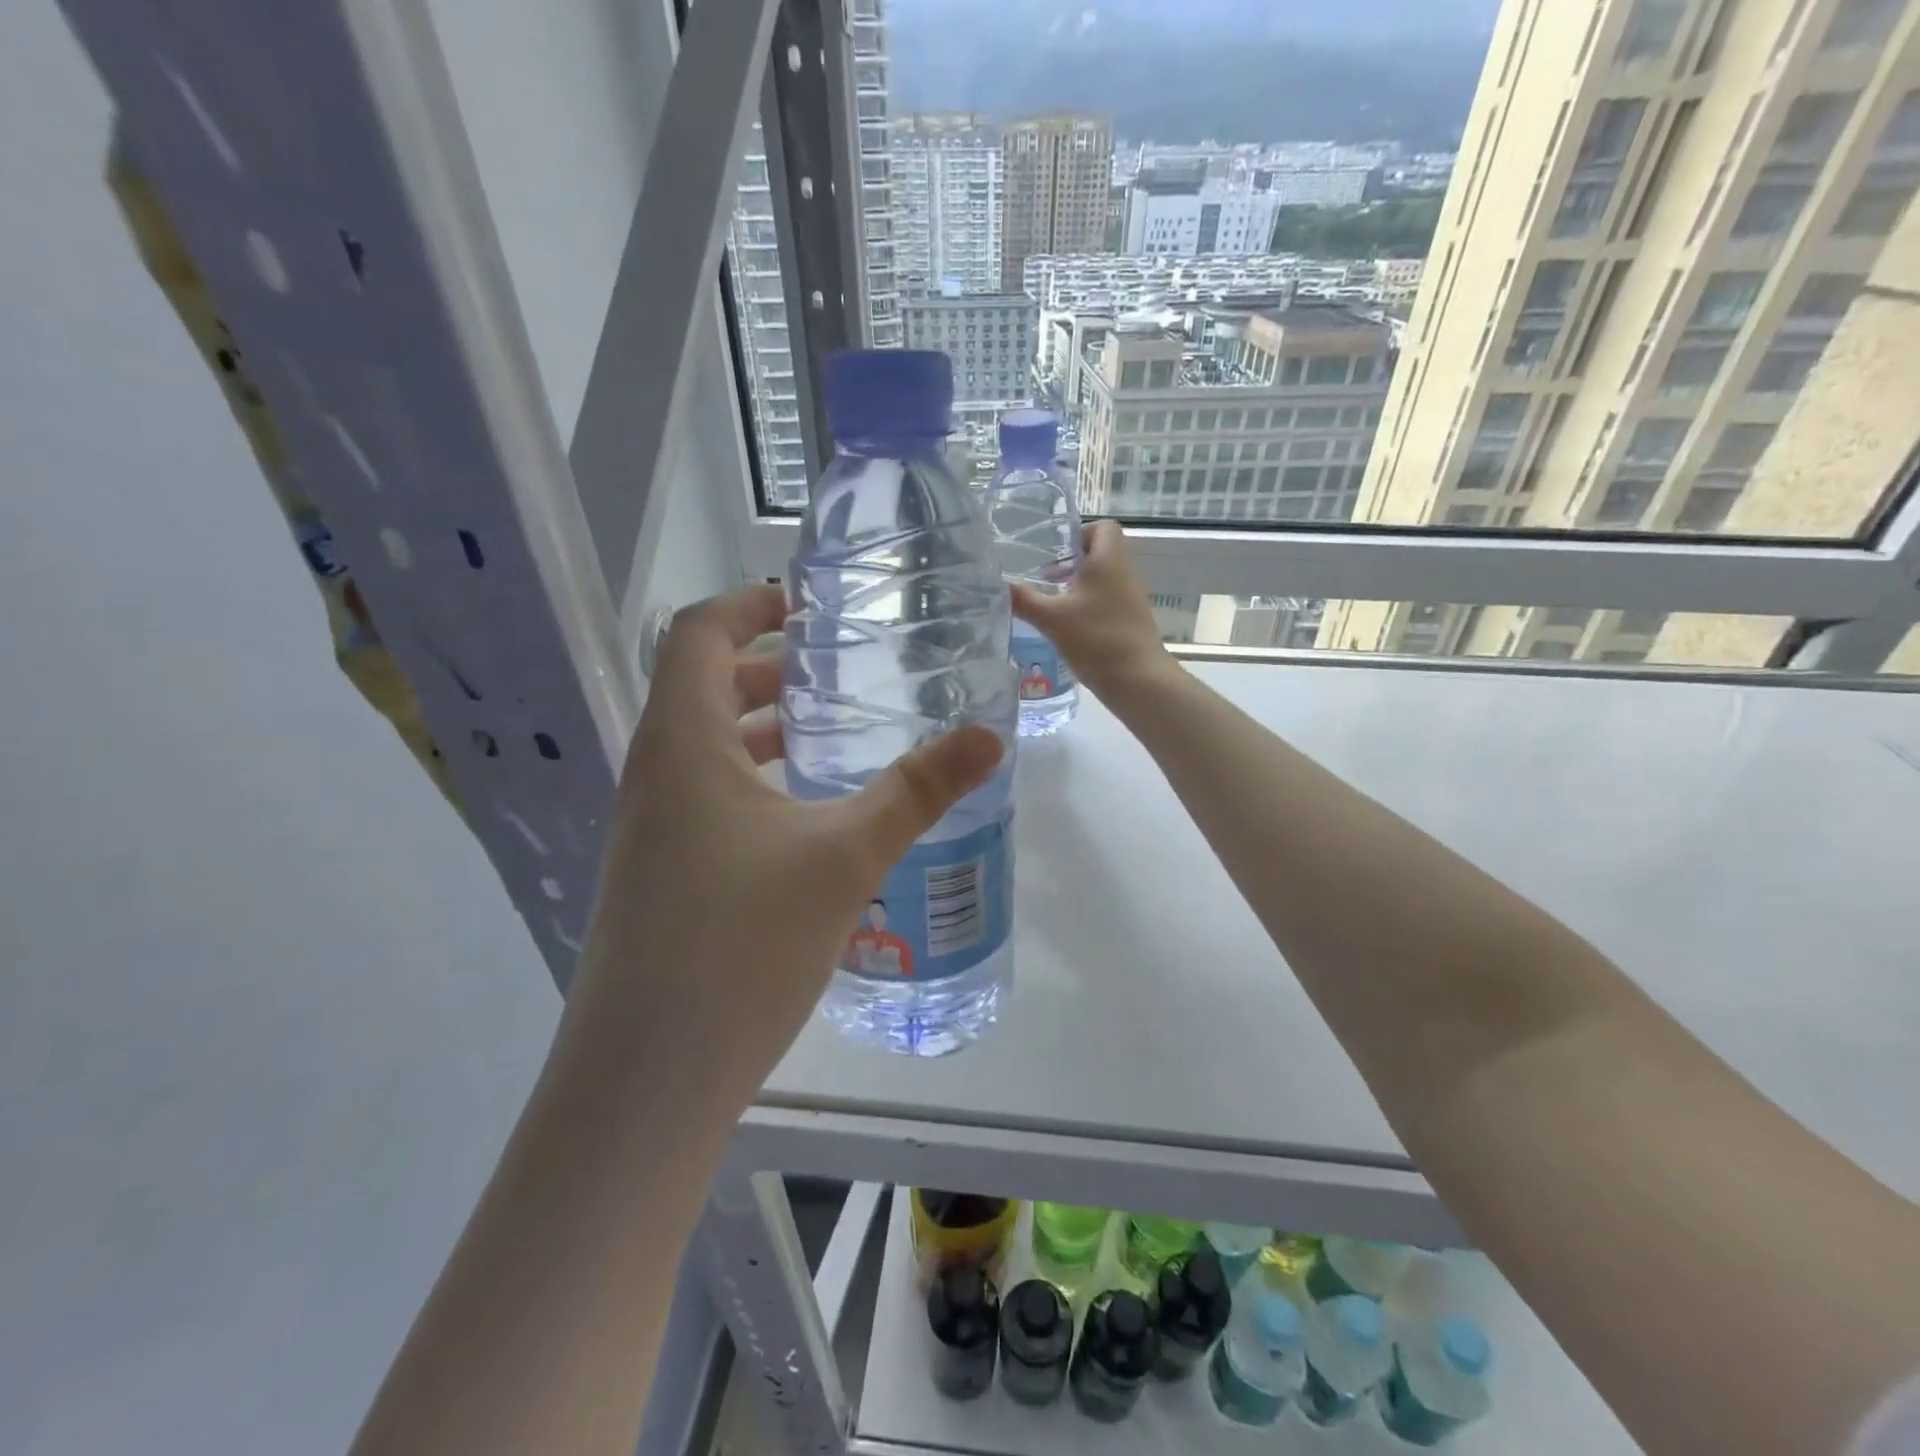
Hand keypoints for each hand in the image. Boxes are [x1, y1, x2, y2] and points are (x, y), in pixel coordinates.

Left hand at [563, 585, 1003, 1111]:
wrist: (648, 1078)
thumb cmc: (741, 945)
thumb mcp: (845, 857)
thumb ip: (917, 791)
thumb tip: (989, 738)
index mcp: (682, 744)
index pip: (696, 634)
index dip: (747, 605)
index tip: (804, 607)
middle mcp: (652, 776)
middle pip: (699, 688)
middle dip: (764, 670)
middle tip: (834, 675)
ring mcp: (647, 831)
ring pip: (702, 749)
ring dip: (758, 731)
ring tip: (828, 739)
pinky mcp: (656, 878)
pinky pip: (702, 800)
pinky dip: (752, 783)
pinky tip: (805, 821)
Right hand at [1011, 521, 1177, 704]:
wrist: (1139, 681)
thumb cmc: (1097, 639)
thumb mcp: (1052, 619)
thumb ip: (1023, 600)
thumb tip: (996, 584)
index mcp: (1109, 561)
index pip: (1103, 527)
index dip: (1079, 533)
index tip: (1054, 553)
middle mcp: (1124, 574)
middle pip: (1100, 554)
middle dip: (1071, 564)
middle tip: (1045, 581)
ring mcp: (1130, 600)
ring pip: (1102, 580)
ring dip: (1077, 587)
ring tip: (1052, 606)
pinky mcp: (1130, 622)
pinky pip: (1107, 602)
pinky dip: (1087, 608)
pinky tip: (1068, 629)